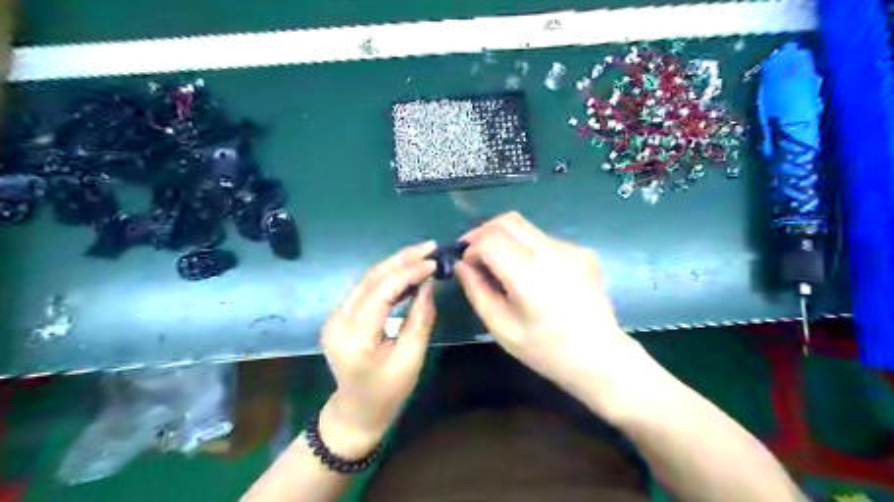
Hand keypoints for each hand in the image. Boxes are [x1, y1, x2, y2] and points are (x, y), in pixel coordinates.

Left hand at [320, 241, 438, 455]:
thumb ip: (420, 319)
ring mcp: (336, 316)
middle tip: (430, 247)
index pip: (381, 291)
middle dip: (402, 259)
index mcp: (354, 336)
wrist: (355, 412)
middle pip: (371, 278)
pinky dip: (389, 277)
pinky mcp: (341, 315)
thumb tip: (429, 284)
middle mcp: (338, 320)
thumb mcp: (410, 359)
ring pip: (368, 279)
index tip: (434, 262)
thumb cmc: (387, 393)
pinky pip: (367, 289)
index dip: (408, 272)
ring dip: (396, 264)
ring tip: (423, 254)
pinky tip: (408, 272)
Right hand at [456, 212, 647, 404]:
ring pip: (526, 227)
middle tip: (475, 254)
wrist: (600, 357)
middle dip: (484, 232)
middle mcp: (551, 252)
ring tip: (502, 265)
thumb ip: (477, 291)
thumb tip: (461, 265)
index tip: (466, 264)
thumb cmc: (546, 351)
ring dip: (506, 239)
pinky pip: (545, 240)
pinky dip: (528, 249)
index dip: (471, 247)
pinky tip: (533, 275)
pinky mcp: (583, 252)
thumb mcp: (501, 327)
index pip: (490, 239)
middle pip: (508, 220)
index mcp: (528, 275)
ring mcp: (571, 249)